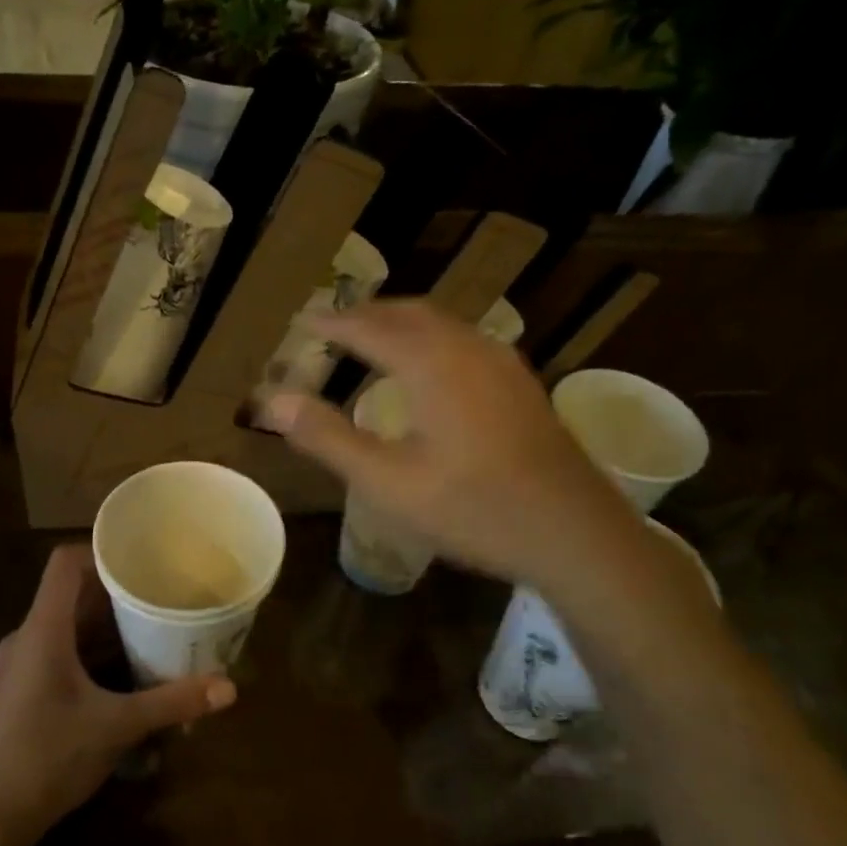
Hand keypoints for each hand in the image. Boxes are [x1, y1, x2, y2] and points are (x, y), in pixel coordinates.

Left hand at [0, 545, 236, 845]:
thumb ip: (172, 702)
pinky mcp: (23, 690)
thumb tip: (229, 688)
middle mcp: (27, 638)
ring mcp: (21, 665)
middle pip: (72, 594)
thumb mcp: (117, 727)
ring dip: (107, 624)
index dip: (101, 551)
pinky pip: (61, 651)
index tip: (142, 556)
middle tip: (162, 590)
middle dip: (117, 591)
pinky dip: (93, 650)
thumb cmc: (48, 758)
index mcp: (43, 630)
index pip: (65, 564)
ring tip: (152, 623)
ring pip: (67, 626)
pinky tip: (126, 668)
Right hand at [259, 299, 643, 597]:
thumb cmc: (473, 508)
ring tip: (373, 339)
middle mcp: (468, 348)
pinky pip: (465, 341)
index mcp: (432, 363)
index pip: (369, 327)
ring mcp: (503, 364)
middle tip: (334, 325)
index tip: (305, 321)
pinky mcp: (522, 383)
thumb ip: (327, 437)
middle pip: (409, 313)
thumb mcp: (387, 481)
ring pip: (443, 324)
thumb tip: (272, 401)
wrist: (574, 532)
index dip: (334, 322)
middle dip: (368, 314)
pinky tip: (430, 369)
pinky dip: (431, 339)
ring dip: (402, 323)